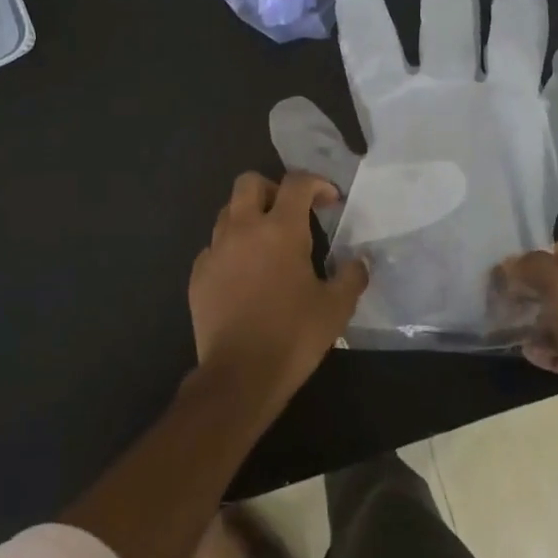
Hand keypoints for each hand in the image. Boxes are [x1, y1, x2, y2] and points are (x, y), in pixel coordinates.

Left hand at [188, 172, 369, 410]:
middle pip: (249, 182)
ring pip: (227, 212)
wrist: (239, 375)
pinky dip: (230, 249)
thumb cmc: (293, 335)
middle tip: (291, 212)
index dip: (317, 183)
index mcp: (280, 229)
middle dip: (272, 188)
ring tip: (267, 244)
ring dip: (249, 217)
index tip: (330, 201)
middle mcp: (243, 229)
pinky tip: (244, 275)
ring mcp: (215, 250)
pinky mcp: (198, 274)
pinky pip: (214, 246)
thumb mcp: (336, 307)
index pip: (296, 183)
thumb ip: (351, 276)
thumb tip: (359, 261)